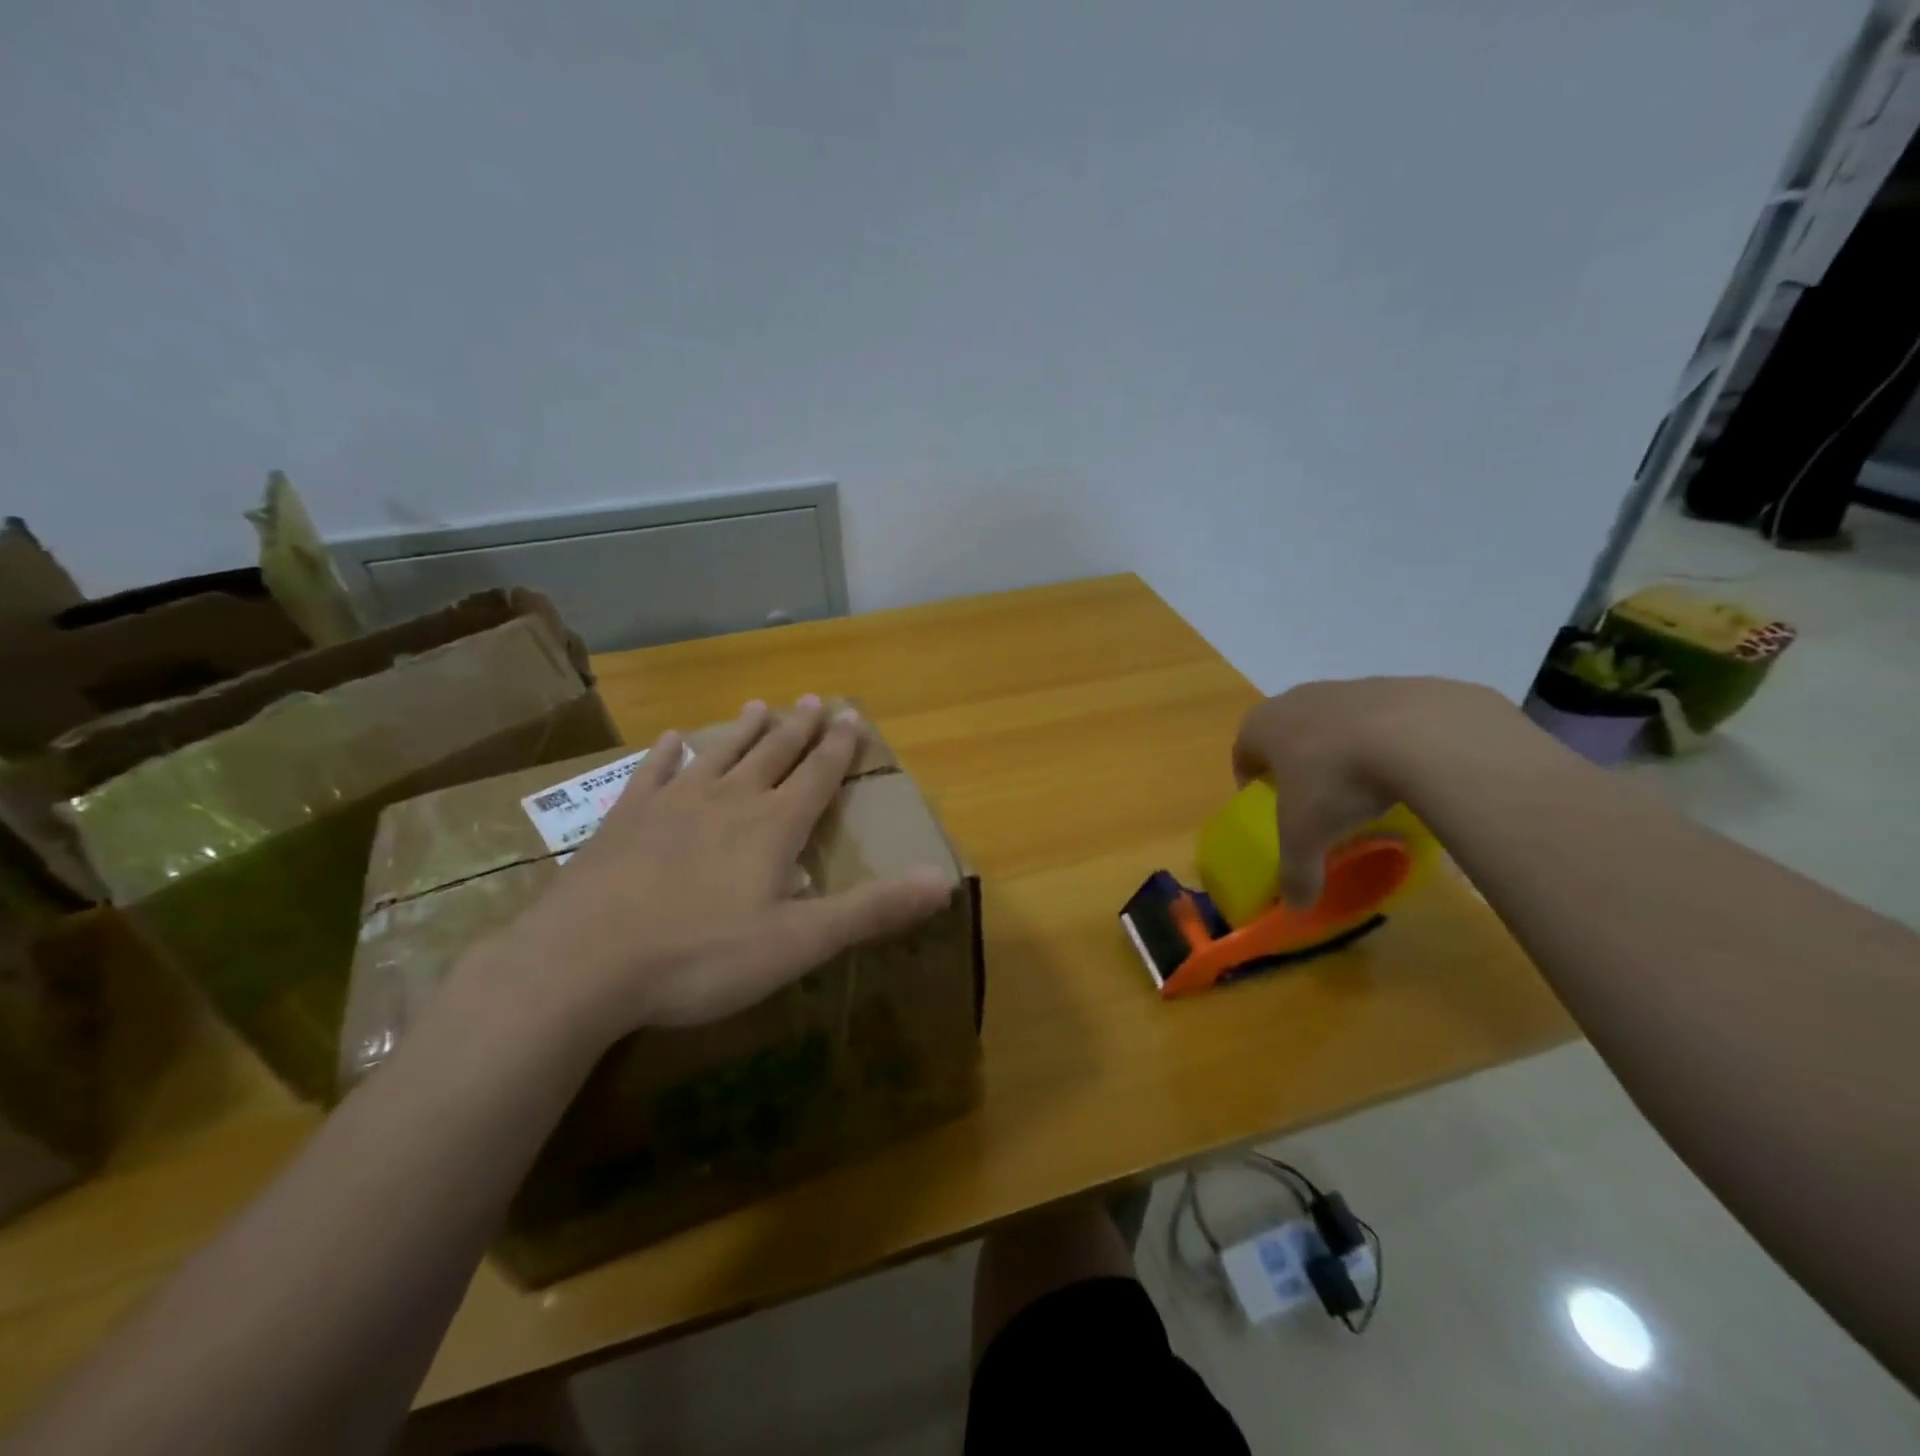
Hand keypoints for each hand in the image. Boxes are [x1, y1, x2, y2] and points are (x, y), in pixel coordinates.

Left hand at [469, 697, 954, 1048]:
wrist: (582, 964)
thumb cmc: (701, 957)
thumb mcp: (799, 943)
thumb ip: (871, 910)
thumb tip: (943, 881)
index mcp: (773, 828)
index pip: (817, 776)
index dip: (839, 747)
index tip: (852, 714)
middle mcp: (728, 802)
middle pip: (772, 756)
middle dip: (797, 729)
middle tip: (812, 699)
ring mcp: (671, 807)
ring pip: (718, 756)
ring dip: (741, 732)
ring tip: (758, 705)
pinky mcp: (624, 822)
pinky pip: (651, 776)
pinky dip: (665, 755)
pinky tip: (670, 740)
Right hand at [1231, 677, 1509, 906]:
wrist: (1421, 733)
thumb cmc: (1337, 779)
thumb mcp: (1308, 836)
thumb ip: (1296, 872)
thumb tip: (1296, 907)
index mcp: (1263, 725)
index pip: (1242, 751)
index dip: (1250, 780)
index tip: (1268, 805)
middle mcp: (1298, 698)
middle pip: (1286, 733)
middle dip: (1295, 764)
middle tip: (1315, 800)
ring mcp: (1348, 687)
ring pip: (1333, 723)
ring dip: (1340, 751)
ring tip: (1365, 788)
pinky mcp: (1397, 686)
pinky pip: (1380, 719)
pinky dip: (1385, 742)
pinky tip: (1406, 771)